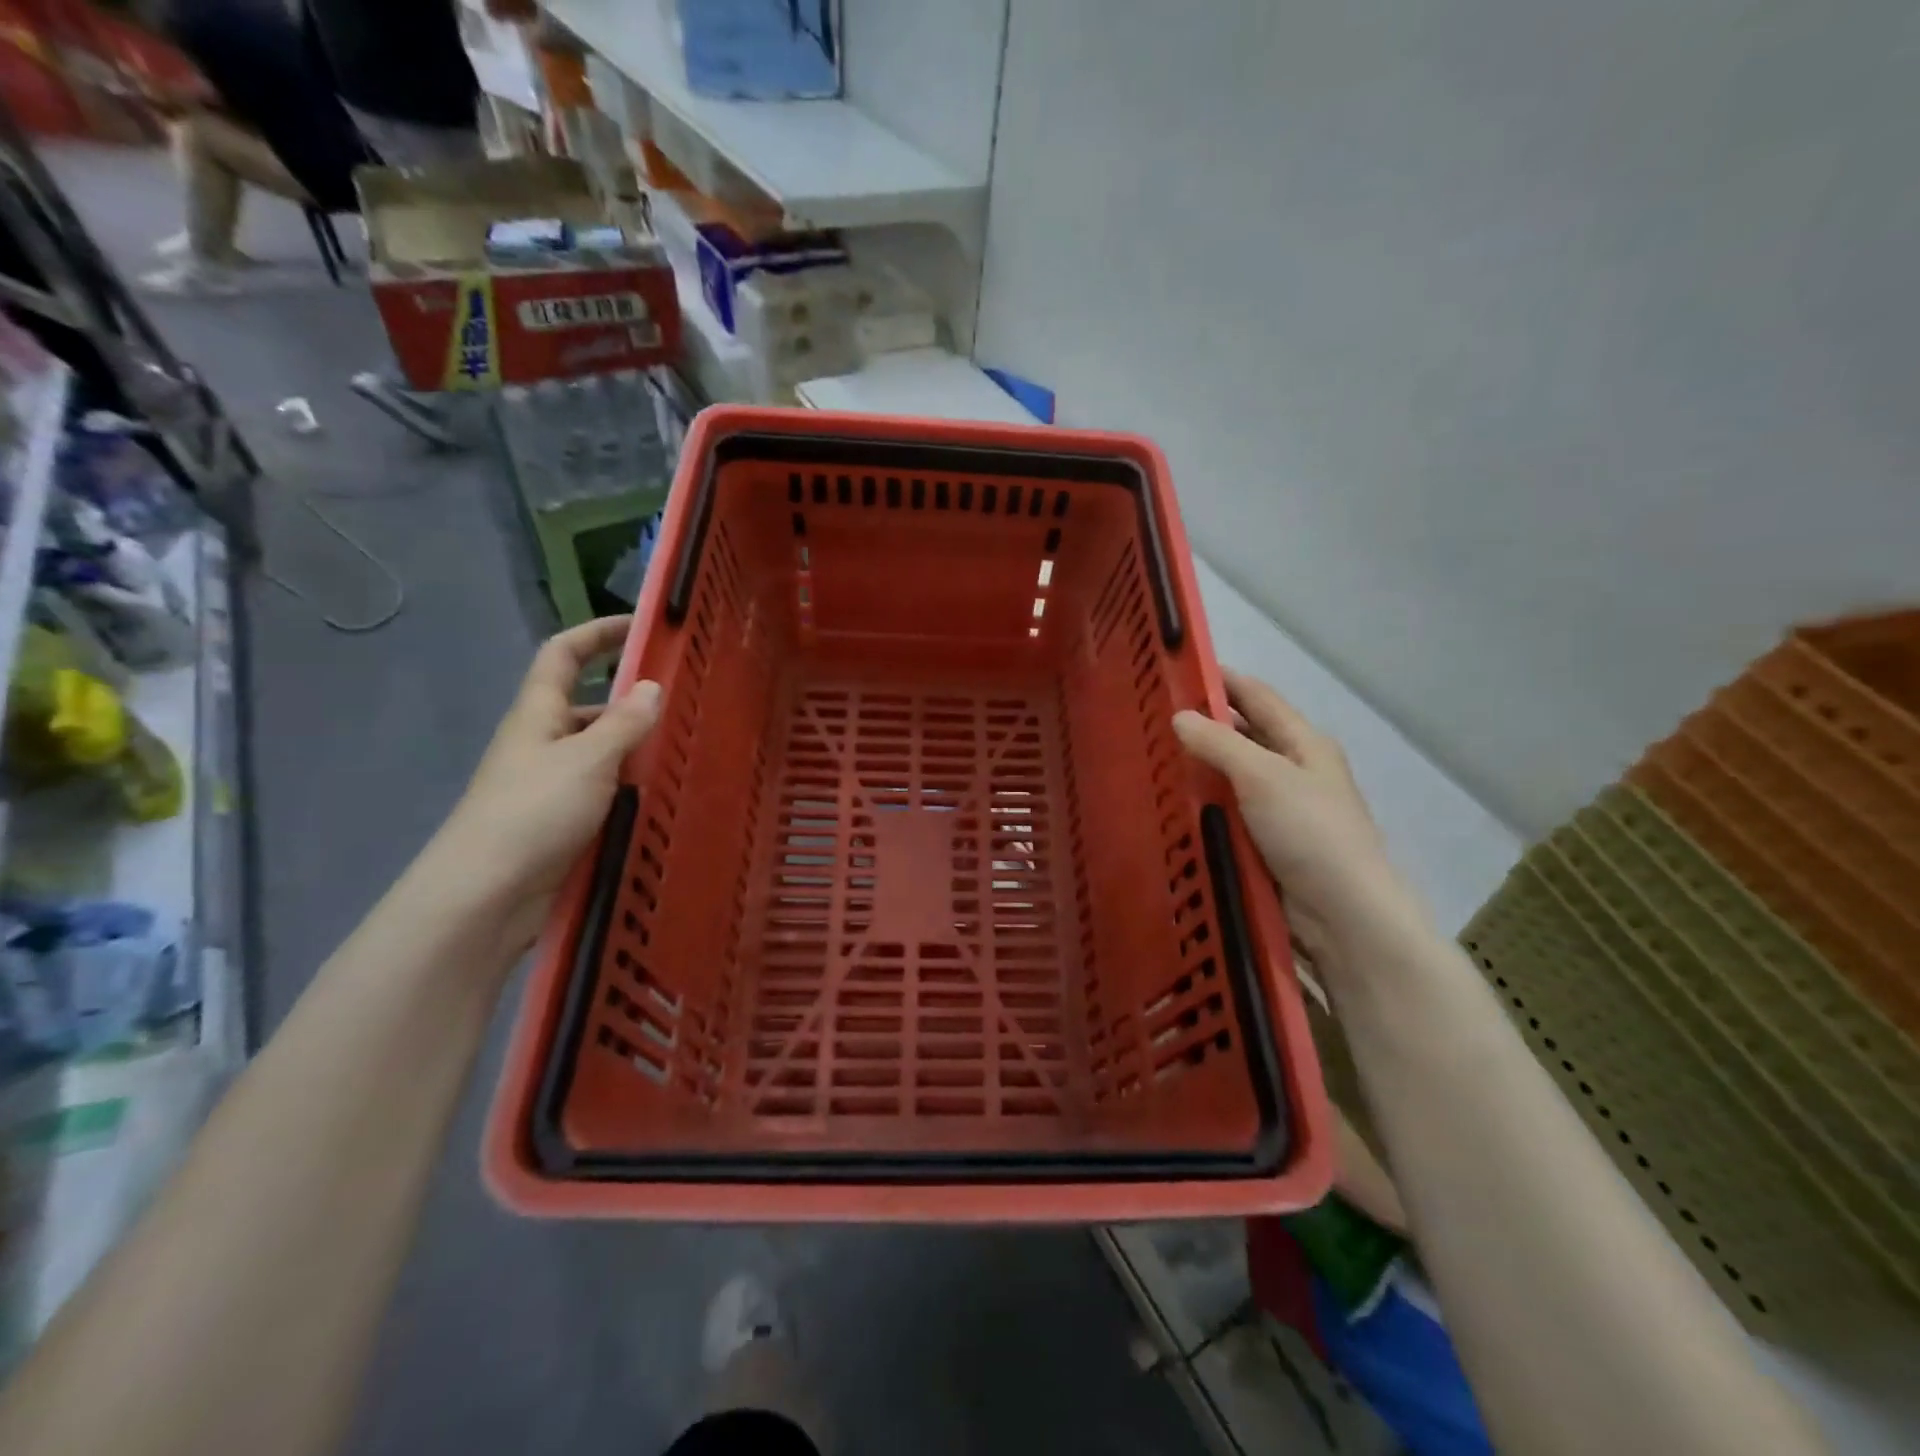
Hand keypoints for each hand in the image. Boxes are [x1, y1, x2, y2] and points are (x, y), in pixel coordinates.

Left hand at [431, 617, 661, 947]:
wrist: (486, 895)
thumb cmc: (533, 812)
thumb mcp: (587, 760)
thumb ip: (623, 723)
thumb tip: (651, 686)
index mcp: (538, 714)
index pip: (563, 654)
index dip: (597, 633)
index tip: (639, 625)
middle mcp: (543, 741)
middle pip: (588, 704)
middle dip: (631, 698)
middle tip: (685, 701)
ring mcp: (552, 783)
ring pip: (601, 751)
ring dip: (637, 747)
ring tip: (687, 747)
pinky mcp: (563, 821)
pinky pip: (605, 789)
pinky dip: (632, 785)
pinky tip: (665, 794)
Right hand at [1173, 670, 1415, 961]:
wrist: (1342, 912)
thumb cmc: (1309, 831)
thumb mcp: (1263, 777)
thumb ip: (1220, 744)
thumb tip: (1180, 716)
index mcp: (1304, 742)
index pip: (1257, 696)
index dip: (1221, 679)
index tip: (1177, 668)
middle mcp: (1294, 768)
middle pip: (1244, 735)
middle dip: (1204, 724)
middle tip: (1152, 718)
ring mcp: (1281, 807)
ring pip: (1232, 775)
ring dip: (1200, 766)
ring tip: (1152, 757)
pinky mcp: (1267, 841)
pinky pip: (1229, 810)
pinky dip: (1204, 803)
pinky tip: (1172, 802)